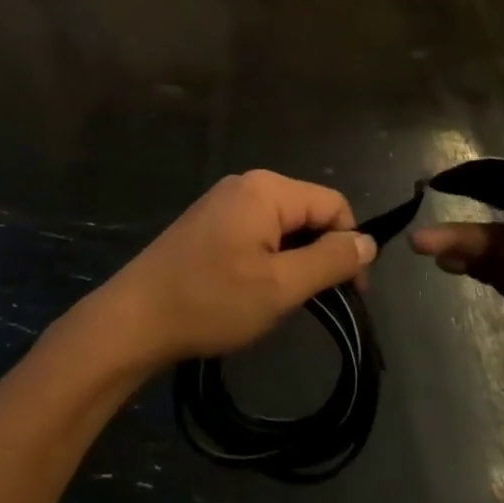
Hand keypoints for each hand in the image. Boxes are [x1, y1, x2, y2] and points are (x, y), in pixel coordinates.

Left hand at [92, 170, 376, 369]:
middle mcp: (246, 184)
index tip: (353, 294)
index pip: (333, 204)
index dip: (351, 245)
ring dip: (295, 259)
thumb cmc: (211, 301)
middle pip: (307, 211)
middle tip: (317, 302)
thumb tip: (368, 242)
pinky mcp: (208, 222)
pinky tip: (255, 290)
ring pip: (282, 224)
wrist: (135, 318)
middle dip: (321, 252)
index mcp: (266, 189)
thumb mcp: (280, 287)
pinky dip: (269, 257)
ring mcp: (223, 201)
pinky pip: (256, 231)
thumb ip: (330, 261)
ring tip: (284, 300)